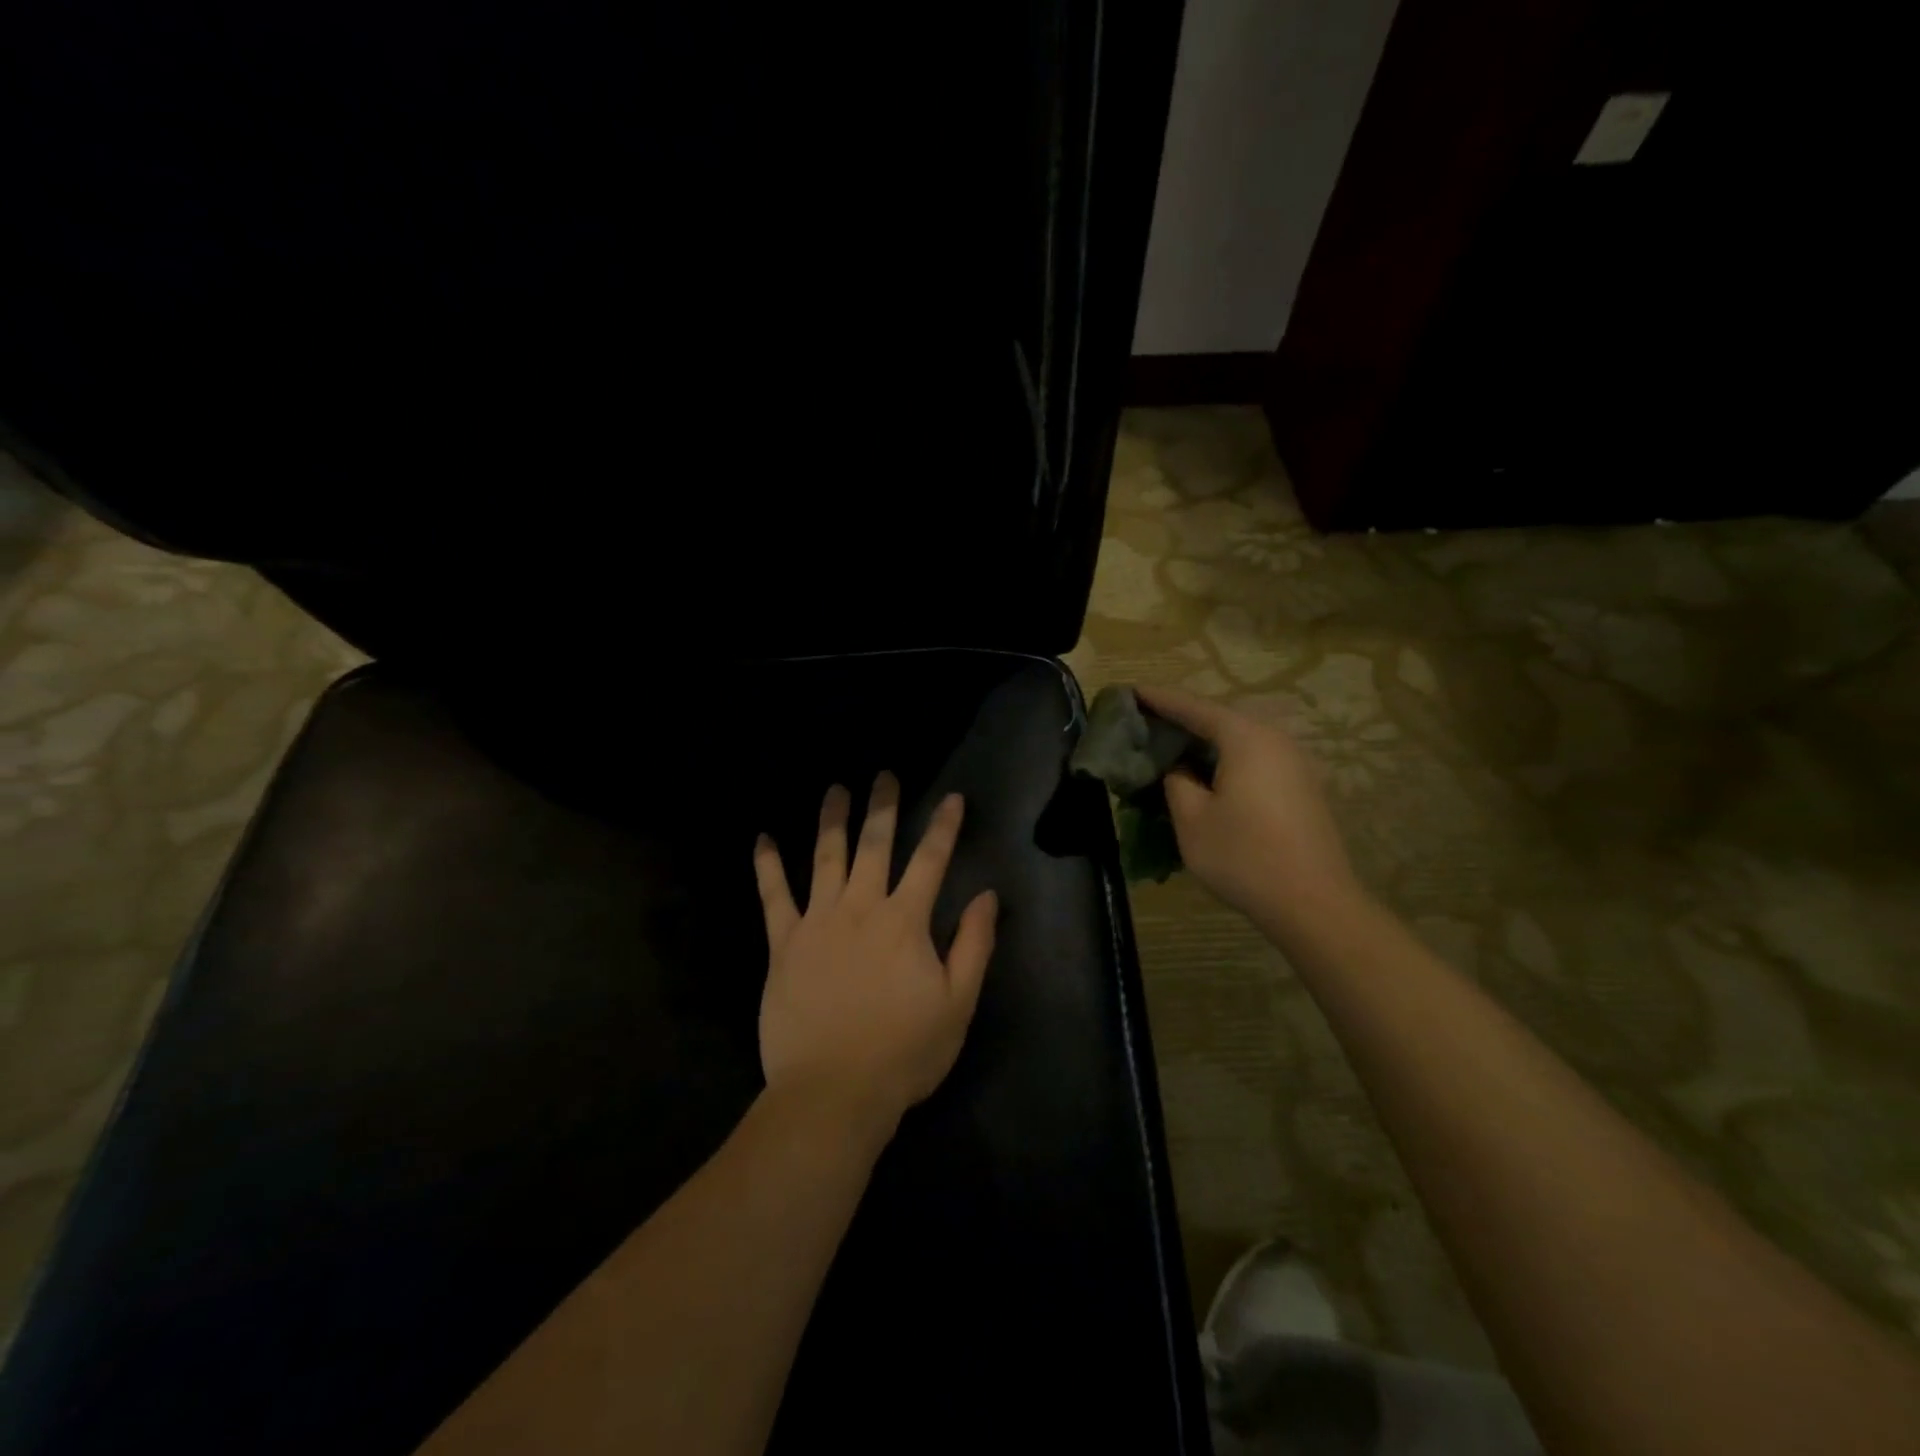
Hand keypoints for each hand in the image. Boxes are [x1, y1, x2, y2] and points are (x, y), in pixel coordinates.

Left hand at [753, 774, 998, 1134]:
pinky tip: (762, 839)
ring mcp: (818, 922)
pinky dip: (768, 866)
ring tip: (835, 789)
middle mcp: (860, 908)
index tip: (952, 797)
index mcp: (905, 921)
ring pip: (825, 858)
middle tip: (884, 774)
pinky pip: (773, 897)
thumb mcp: (957, 1004)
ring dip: (832, 819)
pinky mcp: (784, 944)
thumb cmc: (903, 1052)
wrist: (833, 1093)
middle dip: (883, 807)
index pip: (930, 860)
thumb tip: (987, 895)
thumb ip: (974, 945)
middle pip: (874, 845)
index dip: (944, 826)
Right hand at [1134, 684, 1364, 945]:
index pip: (1194, 708)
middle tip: (1149, 721)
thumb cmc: (1243, 856)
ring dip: (1207, 741)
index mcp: (1245, 738)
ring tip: (1175, 747)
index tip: (1132, 691)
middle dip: (1184, 719)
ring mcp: (1295, 763)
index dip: (1160, 700)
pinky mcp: (1303, 787)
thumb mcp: (1192, 819)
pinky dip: (1228, 760)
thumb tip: (1179, 768)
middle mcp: (1274, 739)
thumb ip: (1177, 782)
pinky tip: (1211, 776)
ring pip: (1241, 740)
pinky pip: (1256, 759)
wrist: (1314, 902)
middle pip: (1221, 719)